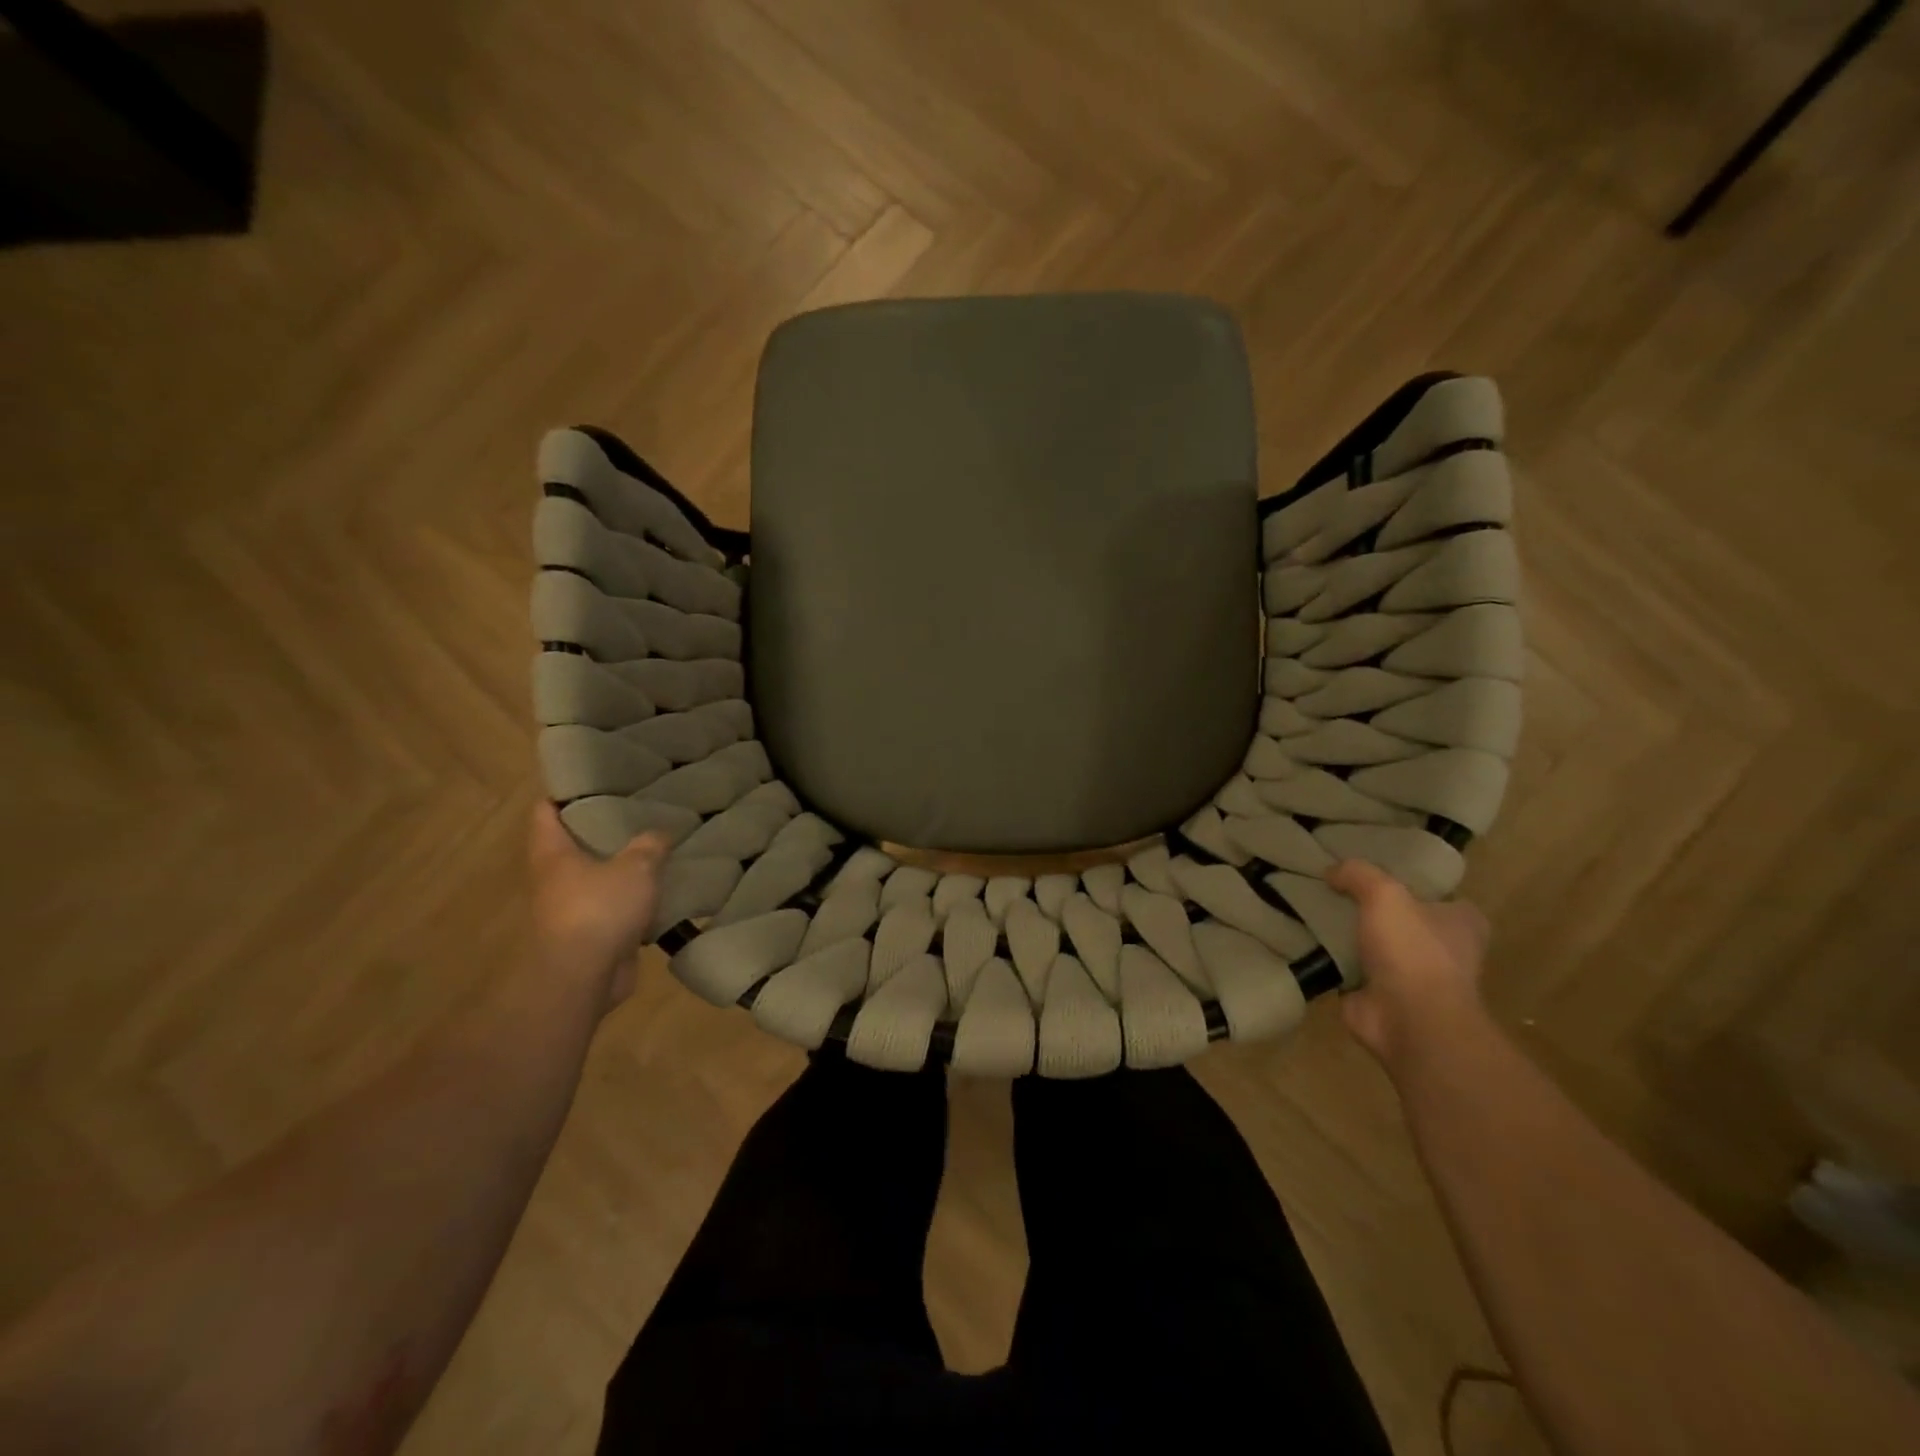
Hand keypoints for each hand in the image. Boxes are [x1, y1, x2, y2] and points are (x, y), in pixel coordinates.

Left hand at [528, 803, 667, 1011]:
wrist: (583, 978)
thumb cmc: (598, 910)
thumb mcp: (635, 867)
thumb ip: (650, 845)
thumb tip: (659, 834)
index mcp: (553, 854)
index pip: (545, 811)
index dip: (565, 792)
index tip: (594, 779)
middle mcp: (554, 878)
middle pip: (572, 843)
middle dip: (601, 828)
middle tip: (636, 810)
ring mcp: (570, 908)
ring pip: (595, 876)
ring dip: (619, 865)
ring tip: (654, 846)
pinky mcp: (591, 934)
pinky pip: (613, 906)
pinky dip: (632, 898)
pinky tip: (659, 888)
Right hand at [1326, 860, 1489, 1071]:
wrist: (1409, 1020)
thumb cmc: (1413, 951)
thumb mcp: (1385, 894)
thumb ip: (1358, 875)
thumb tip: (1332, 870)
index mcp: (1462, 923)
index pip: (1438, 895)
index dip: (1408, 883)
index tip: (1373, 872)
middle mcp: (1444, 950)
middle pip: (1402, 919)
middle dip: (1372, 909)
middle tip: (1333, 887)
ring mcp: (1413, 977)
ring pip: (1375, 944)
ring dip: (1350, 935)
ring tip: (1312, 909)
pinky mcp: (1382, 997)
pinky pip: (1351, 969)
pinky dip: (1331, 960)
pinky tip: (1305, 941)